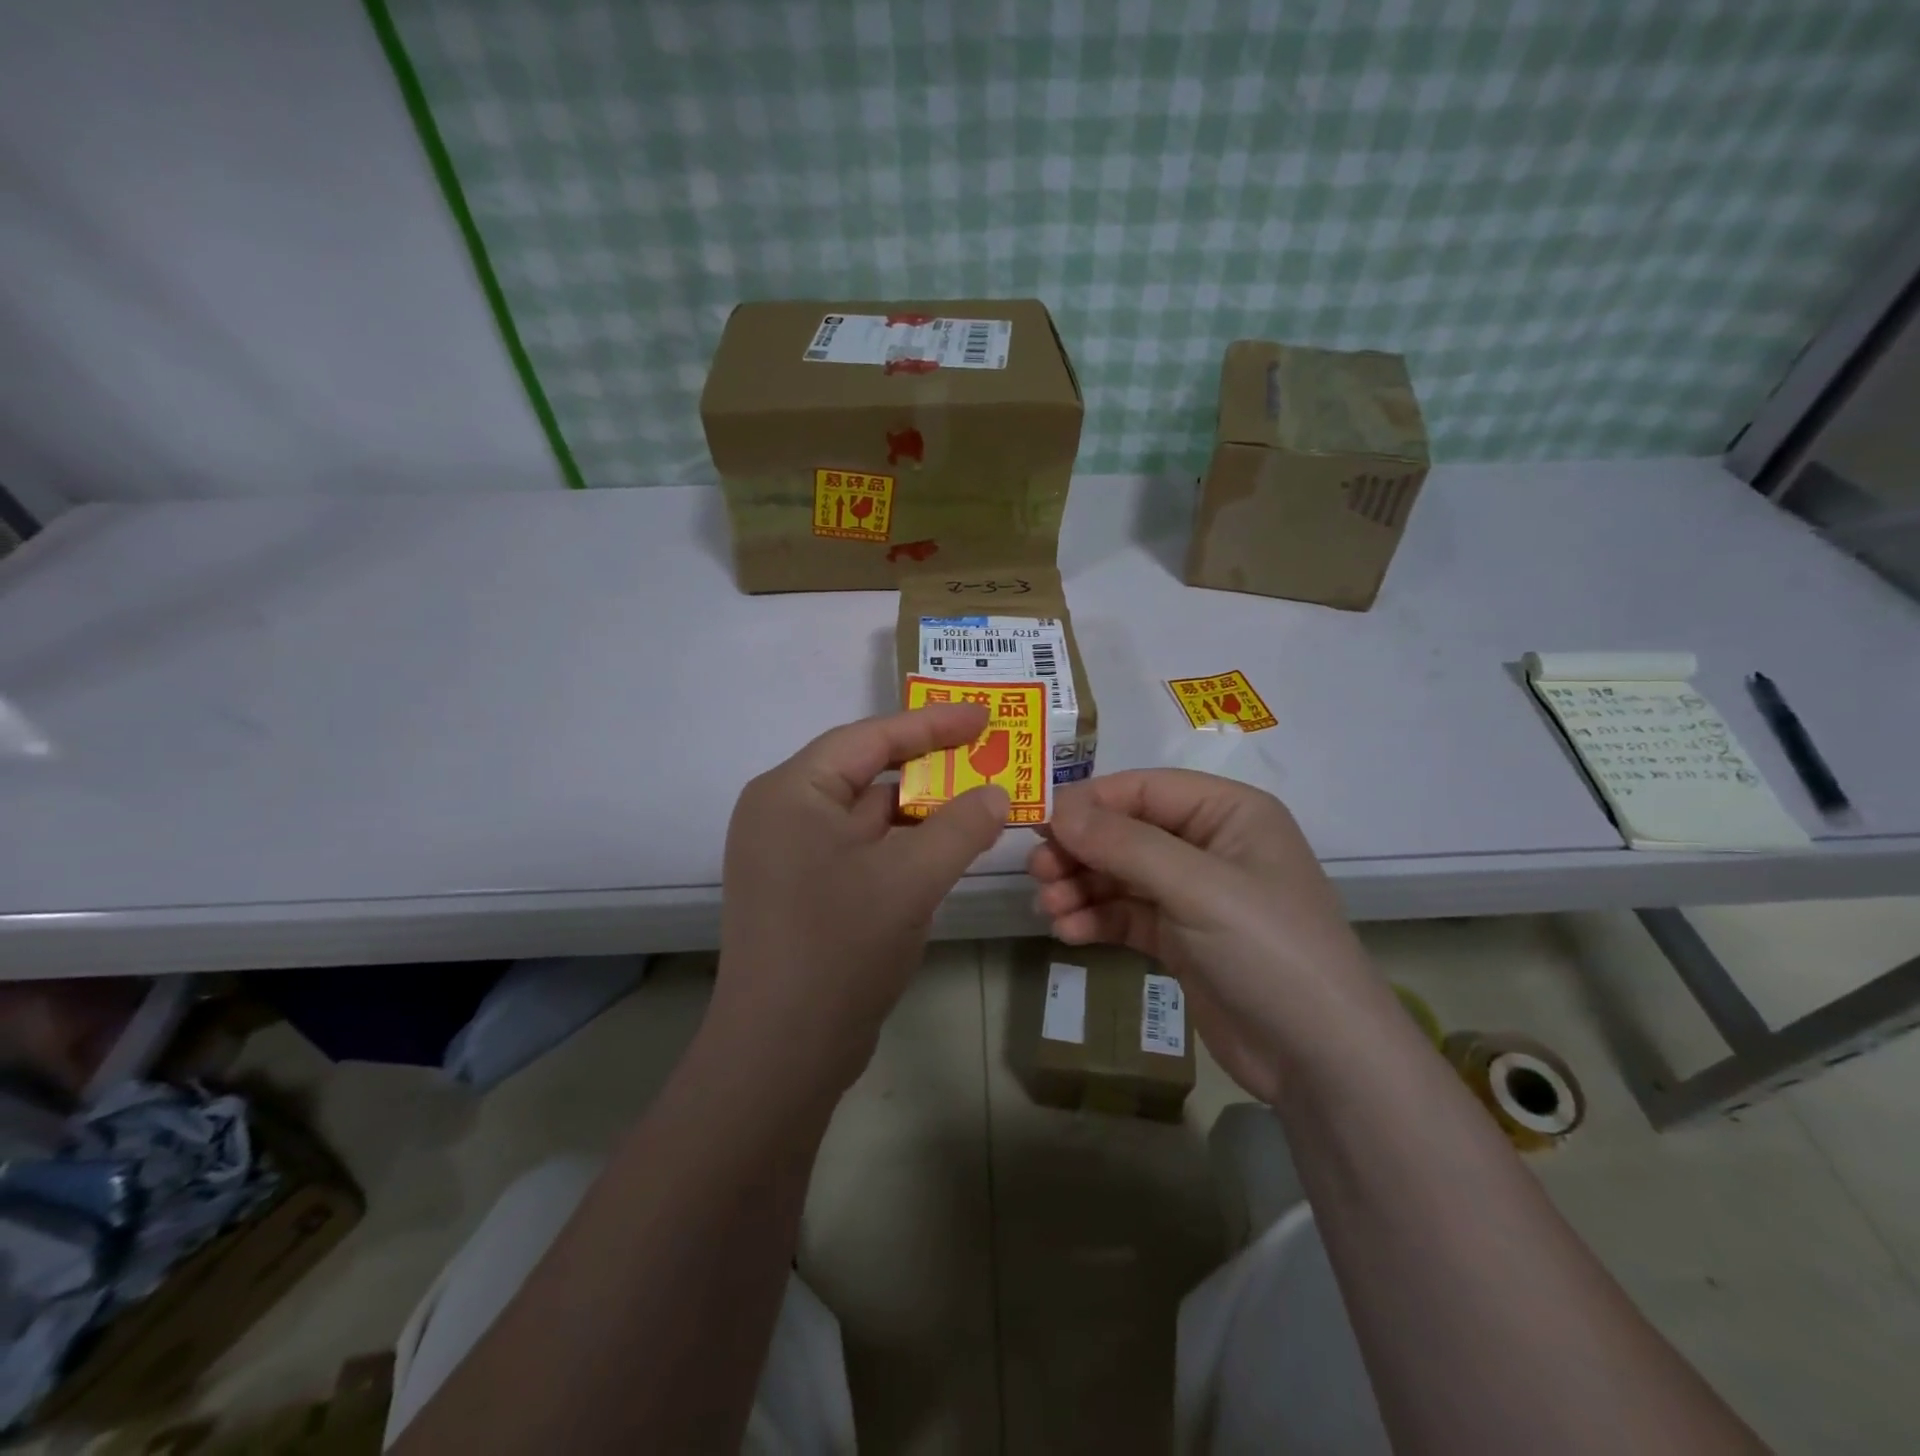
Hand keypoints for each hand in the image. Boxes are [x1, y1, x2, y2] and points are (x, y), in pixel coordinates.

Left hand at [712, 704, 1008, 1097]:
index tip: (984, 716)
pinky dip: (904, 845)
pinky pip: (863, 851)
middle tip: (988, 756)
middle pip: (867, 773)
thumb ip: (961, 827)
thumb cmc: (840, 948)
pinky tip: (947, 848)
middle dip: (931, 767)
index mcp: (791, 792)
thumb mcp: (911, 879)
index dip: (932, 724)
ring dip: (922, 810)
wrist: (782, 1055)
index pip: (870, 738)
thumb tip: (997, 794)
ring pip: (868, 816)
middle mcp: (783, 814)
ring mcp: (791, 857)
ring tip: (981, 799)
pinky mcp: (805, 892)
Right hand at [1028, 770, 1393, 1103]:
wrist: (1320, 1060)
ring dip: (1080, 887)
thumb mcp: (1197, 887)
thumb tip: (1058, 810)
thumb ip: (1124, 844)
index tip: (1040, 826)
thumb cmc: (1268, 949)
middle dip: (1080, 851)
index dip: (1089, 803)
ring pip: (1120, 875)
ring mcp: (1194, 894)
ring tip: (1048, 909)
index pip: (1144, 789)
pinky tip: (1069, 932)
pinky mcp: (1181, 939)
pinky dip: (1096, 918)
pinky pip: (1126, 914)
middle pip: (1126, 831)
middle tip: (1037, 874)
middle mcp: (1209, 845)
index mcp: (1228, 812)